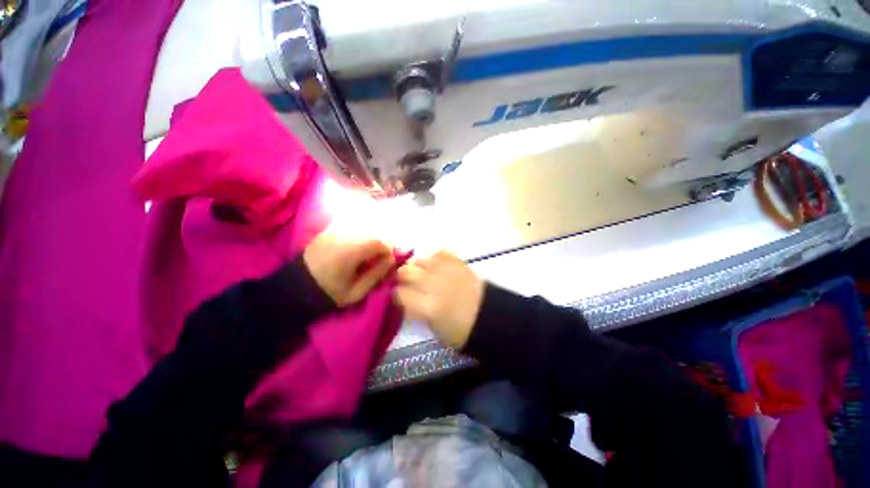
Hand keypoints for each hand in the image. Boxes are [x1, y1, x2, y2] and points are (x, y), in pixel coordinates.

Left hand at [303, 230, 394, 306]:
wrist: (296, 287)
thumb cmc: (329, 292)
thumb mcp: (356, 292)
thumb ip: (377, 274)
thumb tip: (392, 260)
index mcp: (350, 252)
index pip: (380, 242)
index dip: (388, 251)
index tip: (386, 262)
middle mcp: (343, 236)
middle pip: (373, 231)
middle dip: (381, 243)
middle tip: (378, 257)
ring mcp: (334, 230)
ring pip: (364, 225)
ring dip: (371, 237)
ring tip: (367, 252)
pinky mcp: (329, 229)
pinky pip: (352, 225)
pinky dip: (360, 232)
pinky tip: (356, 246)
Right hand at [394, 250, 484, 347]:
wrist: (488, 315)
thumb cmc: (459, 329)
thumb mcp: (432, 327)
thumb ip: (414, 309)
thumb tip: (404, 295)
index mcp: (428, 306)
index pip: (398, 293)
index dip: (396, 295)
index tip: (399, 297)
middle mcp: (434, 284)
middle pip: (405, 272)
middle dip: (402, 278)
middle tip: (409, 285)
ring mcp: (446, 270)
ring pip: (419, 260)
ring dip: (418, 269)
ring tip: (425, 276)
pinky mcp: (457, 261)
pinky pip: (438, 253)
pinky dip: (435, 260)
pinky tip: (438, 268)